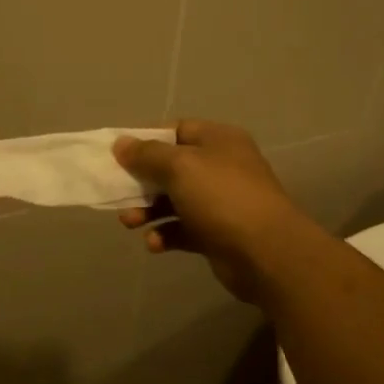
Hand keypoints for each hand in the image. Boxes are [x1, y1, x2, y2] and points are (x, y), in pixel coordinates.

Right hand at [114, 120, 318, 302]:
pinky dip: (165, 234)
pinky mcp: (217, 234)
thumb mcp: (180, 166)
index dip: (146, 140)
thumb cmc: (221, 197)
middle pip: (171, 167)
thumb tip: (121, 143)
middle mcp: (221, 167)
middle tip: (117, 192)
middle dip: (142, 181)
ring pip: (174, 200)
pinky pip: (183, 229)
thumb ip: (147, 154)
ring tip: (129, 223)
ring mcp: (221, 202)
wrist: (266, 253)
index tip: (118, 154)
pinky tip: (155, 244)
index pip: (176, 130)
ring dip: (148, 211)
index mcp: (218, 140)